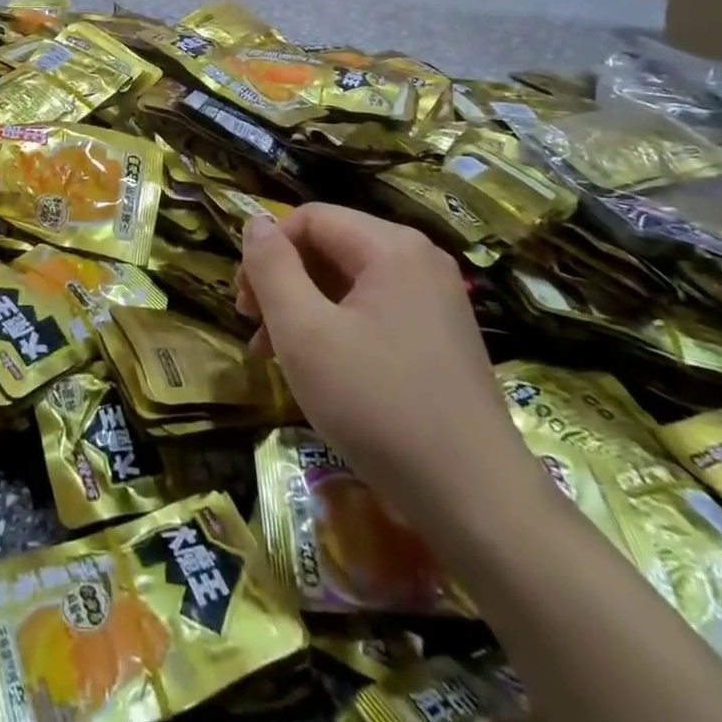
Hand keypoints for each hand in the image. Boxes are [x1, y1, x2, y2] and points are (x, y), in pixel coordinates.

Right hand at [238, 203, 530, 528]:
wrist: (478, 502)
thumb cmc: (379, 406)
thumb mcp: (304, 333)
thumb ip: (272, 268)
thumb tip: (255, 222)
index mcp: (391, 246)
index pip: (309, 218)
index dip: (267, 251)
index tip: (244, 304)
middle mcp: (419, 260)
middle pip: (330, 247)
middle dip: (283, 282)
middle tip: (254, 330)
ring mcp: (436, 300)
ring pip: (349, 283)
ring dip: (304, 309)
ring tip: (275, 356)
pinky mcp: (441, 338)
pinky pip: (374, 311)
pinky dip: (337, 329)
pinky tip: (319, 370)